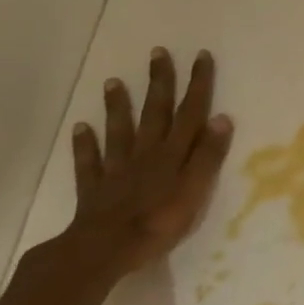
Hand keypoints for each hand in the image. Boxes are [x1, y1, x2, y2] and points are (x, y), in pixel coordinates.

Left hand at [65, 48, 232, 275]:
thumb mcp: (195, 190)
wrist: (104, 251)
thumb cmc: (159, 223)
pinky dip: (84, 144)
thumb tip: (223, 117)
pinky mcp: (95, 189)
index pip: (190, 112)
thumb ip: (208, 155)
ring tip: (113, 82)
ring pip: (119, 131)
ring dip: (118, 106)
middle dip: (159, 82)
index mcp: (173, 153)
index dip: (197, 84)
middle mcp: (146, 153)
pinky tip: (80, 128)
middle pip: (155, 112)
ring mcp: (117, 169)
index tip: (200, 56)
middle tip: (157, 53)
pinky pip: (89, 162)